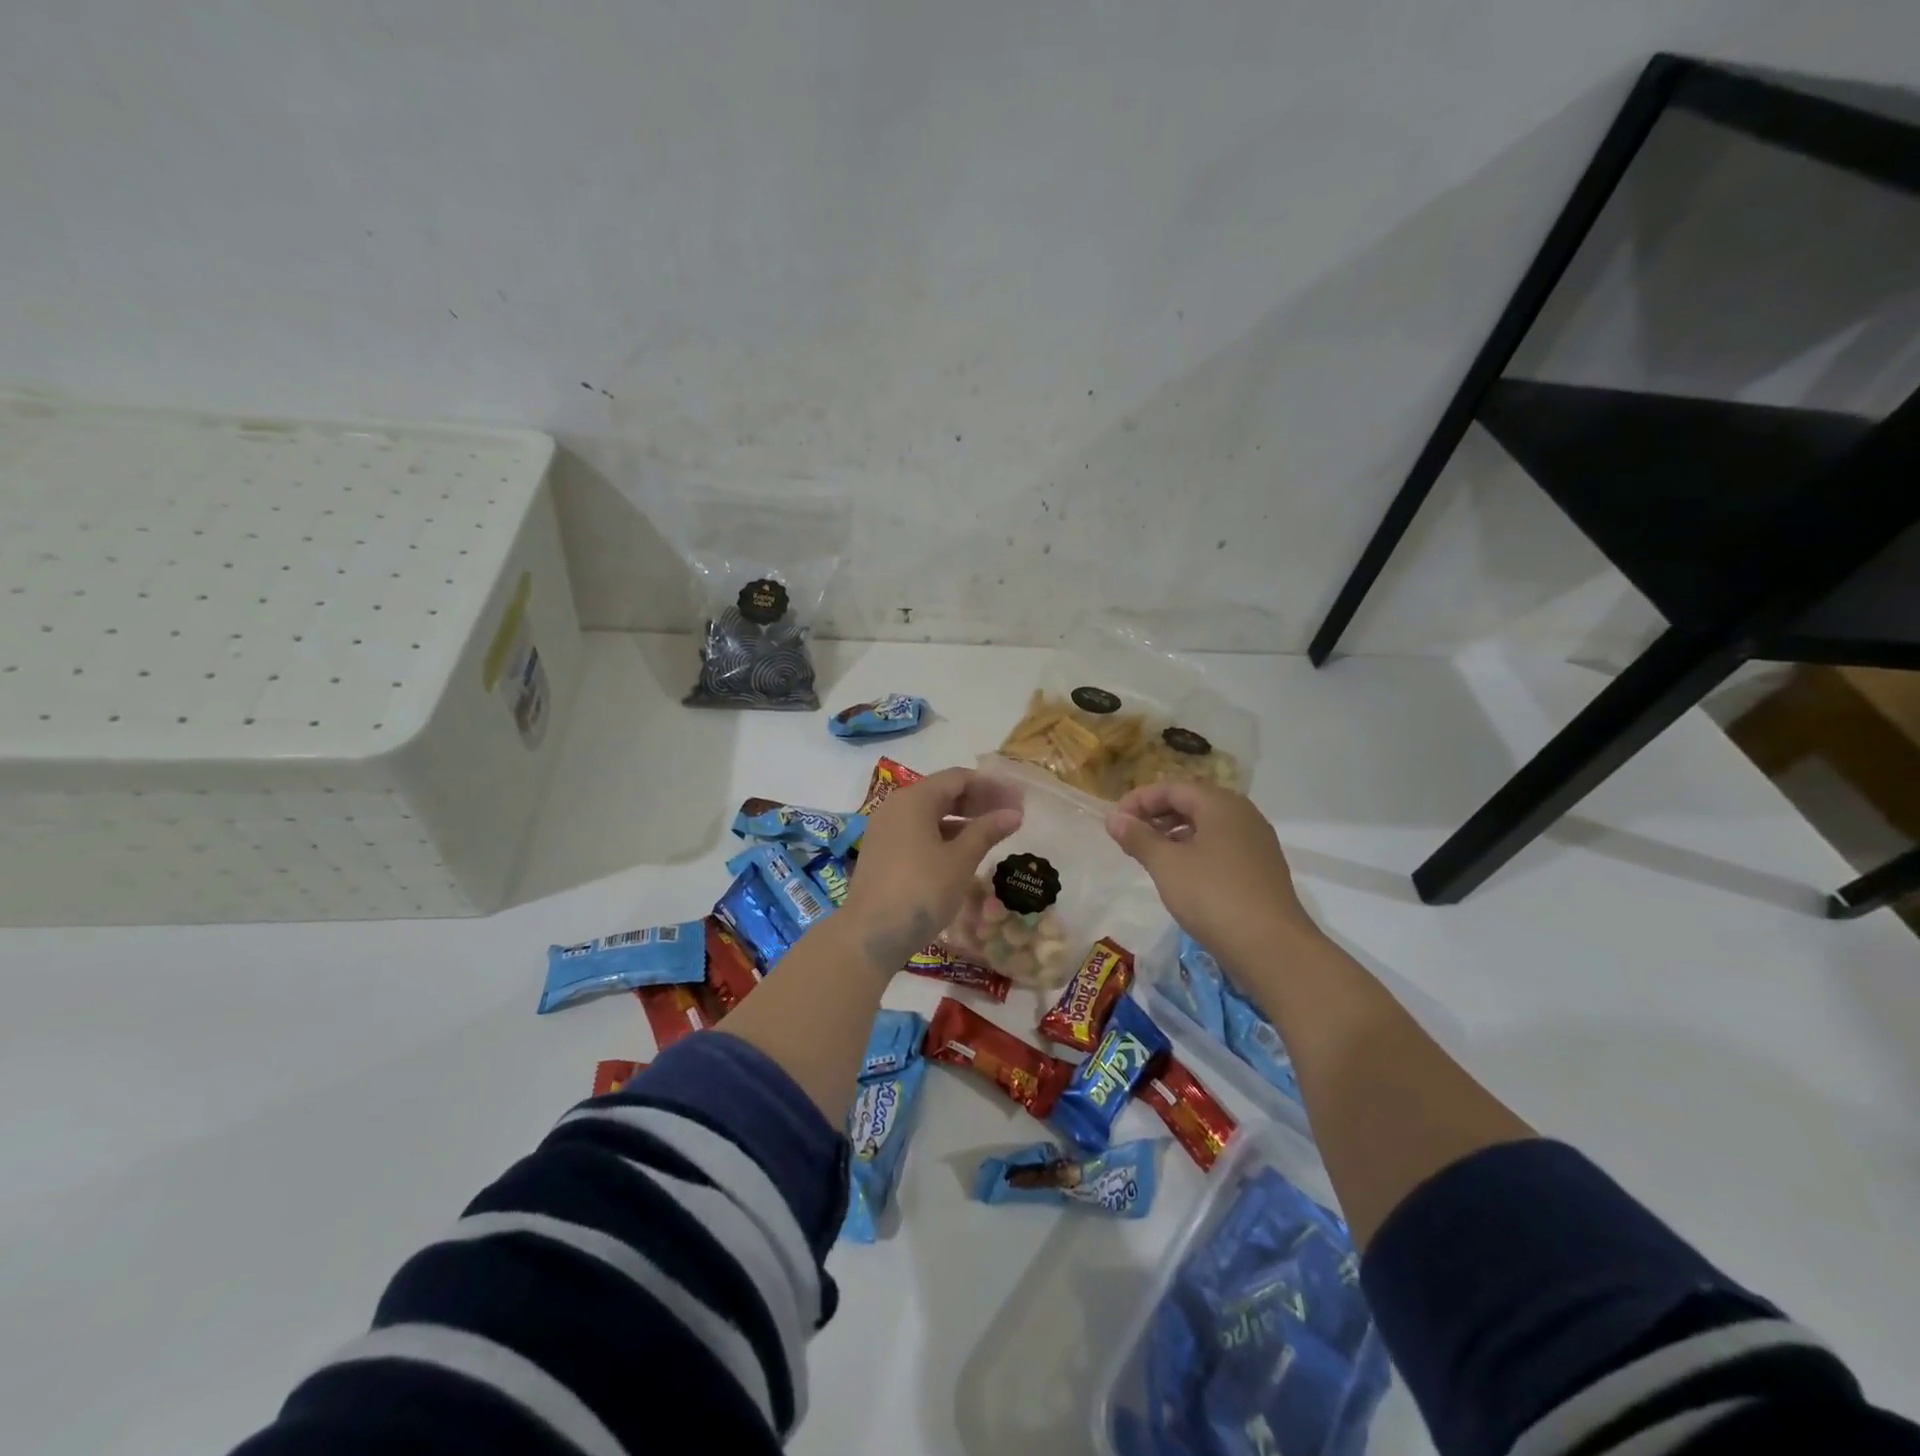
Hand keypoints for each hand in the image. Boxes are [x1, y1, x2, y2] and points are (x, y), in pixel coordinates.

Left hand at [845, 767, 1023, 967]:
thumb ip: (987, 831)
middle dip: (979, 801)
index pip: (958, 778)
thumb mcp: (960, 860)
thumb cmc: (921, 891)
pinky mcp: (883, 851)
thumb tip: (1014, 813)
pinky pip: (919, 831)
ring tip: (993, 833)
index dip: (992, 786)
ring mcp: (886, 829)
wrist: (871, 935)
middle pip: (943, 792)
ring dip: (963, 819)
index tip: (1019, 799)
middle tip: (1011, 815)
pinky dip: (944, 835)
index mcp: (914, 799)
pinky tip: (964, 850)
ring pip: (931, 813)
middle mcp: (896, 806)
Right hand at [1106, 782, 1319, 956]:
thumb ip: (1138, 837)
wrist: (1272, 947)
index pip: (1172, 788)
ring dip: (1173, 834)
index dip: (1139, 800)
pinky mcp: (1261, 869)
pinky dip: (1194, 851)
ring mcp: (1256, 842)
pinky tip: (1180, 874)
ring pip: (1206, 826)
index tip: (1114, 821)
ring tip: (1148, 855)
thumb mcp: (1166, 864)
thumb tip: (1114, 818)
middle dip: (1156, 815)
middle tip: (1128, 837)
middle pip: (1191, 803)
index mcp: (1221, 804)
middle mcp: (1243, 815)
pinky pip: (1220, 847)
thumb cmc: (1213, 896)